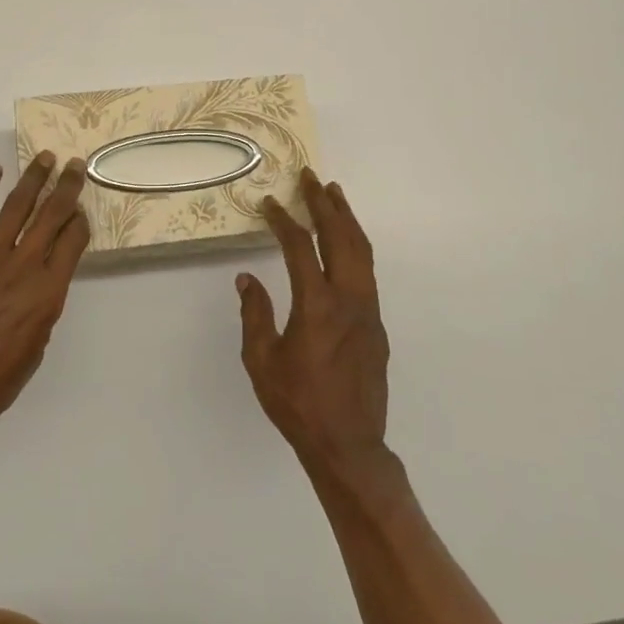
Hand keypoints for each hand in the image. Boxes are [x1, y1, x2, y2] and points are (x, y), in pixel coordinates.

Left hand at [0, 153, 89, 467]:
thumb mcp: (33, 351)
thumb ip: (41, 309)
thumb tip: (41, 284)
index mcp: (47, 292)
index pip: (73, 241)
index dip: (80, 220)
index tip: (81, 208)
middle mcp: (22, 265)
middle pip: (52, 214)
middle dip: (67, 186)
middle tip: (75, 164)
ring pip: (16, 206)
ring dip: (33, 178)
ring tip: (45, 159)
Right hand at [238, 168, 391, 479]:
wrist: (349, 446)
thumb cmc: (298, 404)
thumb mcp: (262, 361)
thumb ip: (254, 315)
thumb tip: (247, 280)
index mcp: (317, 305)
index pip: (299, 247)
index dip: (283, 221)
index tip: (270, 204)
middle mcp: (348, 299)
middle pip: (340, 237)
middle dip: (325, 204)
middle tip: (311, 178)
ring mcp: (368, 311)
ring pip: (361, 251)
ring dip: (347, 219)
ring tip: (334, 195)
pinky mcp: (377, 325)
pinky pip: (367, 272)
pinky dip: (355, 246)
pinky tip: (345, 243)